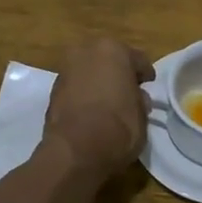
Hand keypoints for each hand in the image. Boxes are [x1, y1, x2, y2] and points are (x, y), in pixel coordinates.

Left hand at [44, 38, 155, 174]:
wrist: (74, 152)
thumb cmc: (118, 128)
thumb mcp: (142, 116)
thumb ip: (139, 100)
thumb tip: (136, 98)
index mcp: (113, 50)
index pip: (137, 59)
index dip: (145, 74)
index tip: (149, 85)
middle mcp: (86, 52)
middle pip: (109, 60)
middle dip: (118, 73)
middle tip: (128, 92)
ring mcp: (66, 69)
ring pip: (90, 71)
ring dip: (98, 82)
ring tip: (109, 103)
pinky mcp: (52, 89)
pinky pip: (76, 87)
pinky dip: (84, 94)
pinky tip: (91, 111)